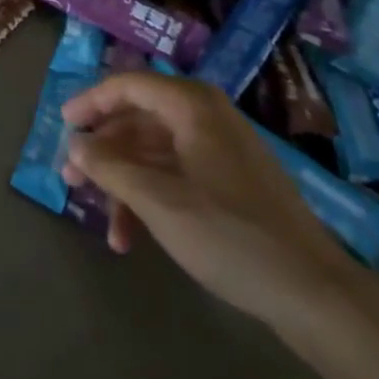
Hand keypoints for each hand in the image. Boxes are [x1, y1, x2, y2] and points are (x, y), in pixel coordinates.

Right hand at [61, 73, 356, 328]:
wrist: (315, 293)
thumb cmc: (230, 234)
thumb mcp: (160, 202)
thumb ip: (111, 168)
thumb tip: (76, 146)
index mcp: (191, 105)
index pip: (128, 85)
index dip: (91, 102)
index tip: (63, 126)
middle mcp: (205, 115)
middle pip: (139, 120)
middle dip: (105, 152)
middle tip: (73, 179)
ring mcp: (221, 149)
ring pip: (156, 152)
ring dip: (126, 183)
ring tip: (106, 225)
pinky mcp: (232, 181)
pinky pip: (178, 173)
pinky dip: (152, 197)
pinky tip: (135, 237)